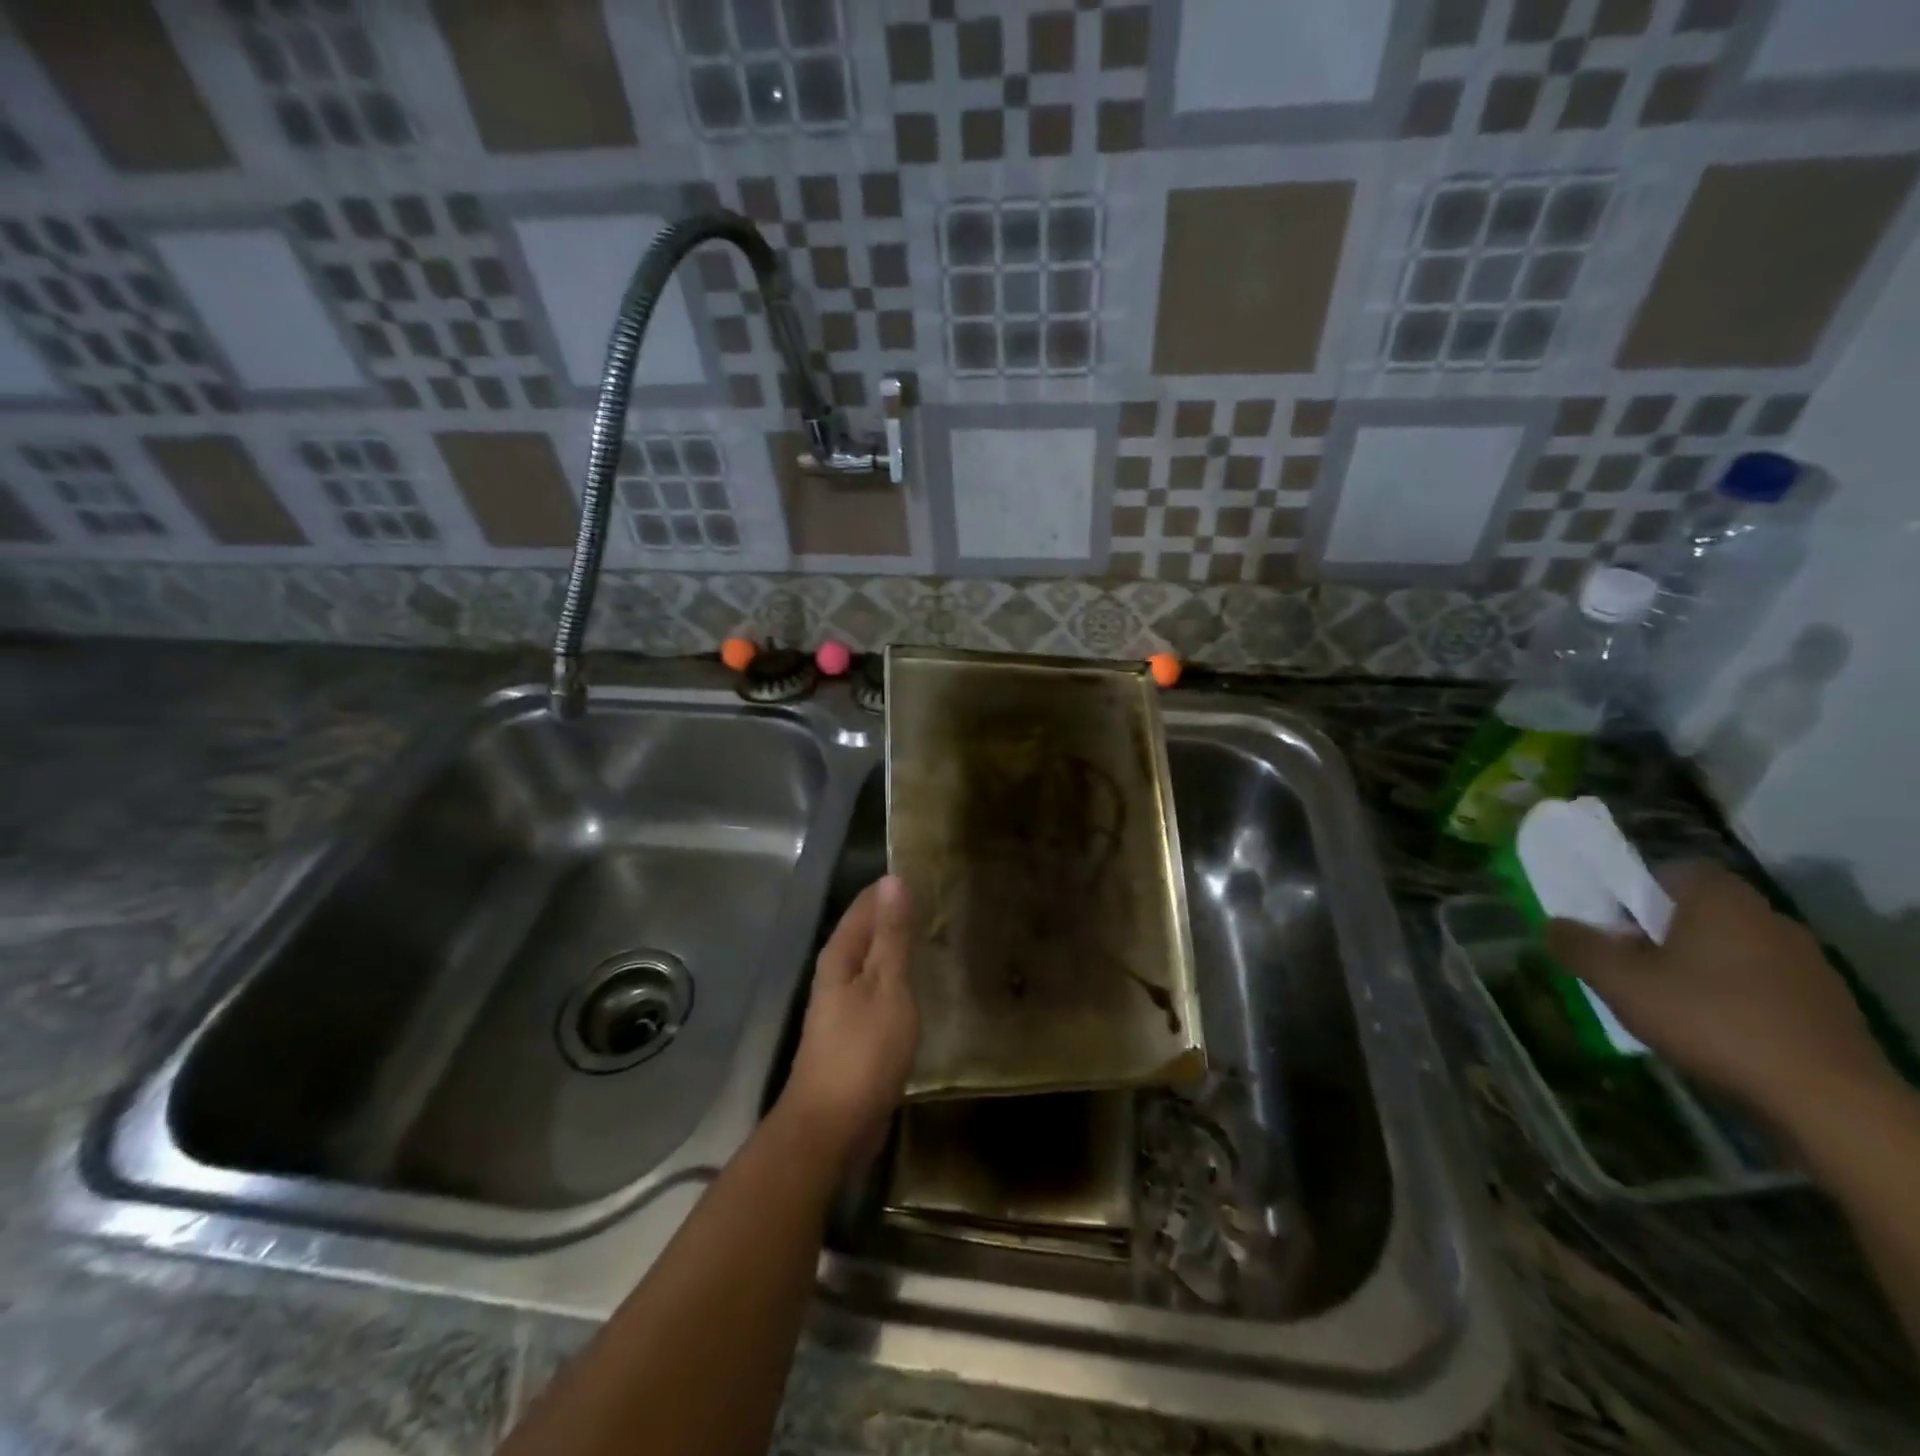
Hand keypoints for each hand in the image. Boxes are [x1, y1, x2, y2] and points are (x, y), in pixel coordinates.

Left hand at [778, 876, 918, 1175]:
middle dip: (898, 916)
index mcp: (840, 956)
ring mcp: (843, 1006)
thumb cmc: (863, 1052)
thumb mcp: (887, 987)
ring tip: (938, 936)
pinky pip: (879, 992)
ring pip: (874, 962)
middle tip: (943, 903)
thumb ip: (891, 936)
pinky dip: (899, 980)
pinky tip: (922, 985)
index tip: (929, 875)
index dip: (893, 888)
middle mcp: (836, 974)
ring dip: (899, 949)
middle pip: (867, 931)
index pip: (866, 904)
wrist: (831, 1127)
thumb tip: (893, 880)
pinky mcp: (854, 1034)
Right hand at [1544, 863, 1890, 1133]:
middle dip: (1661, 930)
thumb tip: (1553, 924)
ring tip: (1666, 999)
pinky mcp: (1826, 1004)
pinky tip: (1713, 1027)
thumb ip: (1578, 946)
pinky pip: (1762, 983)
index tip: (1613, 918)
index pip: (1674, 870)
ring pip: (1732, 947)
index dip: (1638, 888)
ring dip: (1698, 964)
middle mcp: (1769, 918)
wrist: (1824, 1097)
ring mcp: (1807, 963)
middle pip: (1701, 910)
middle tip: (1628, 960)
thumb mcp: (1619, 981)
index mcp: (1721, 900)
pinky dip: (1734, 994)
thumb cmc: (1709, 1019)